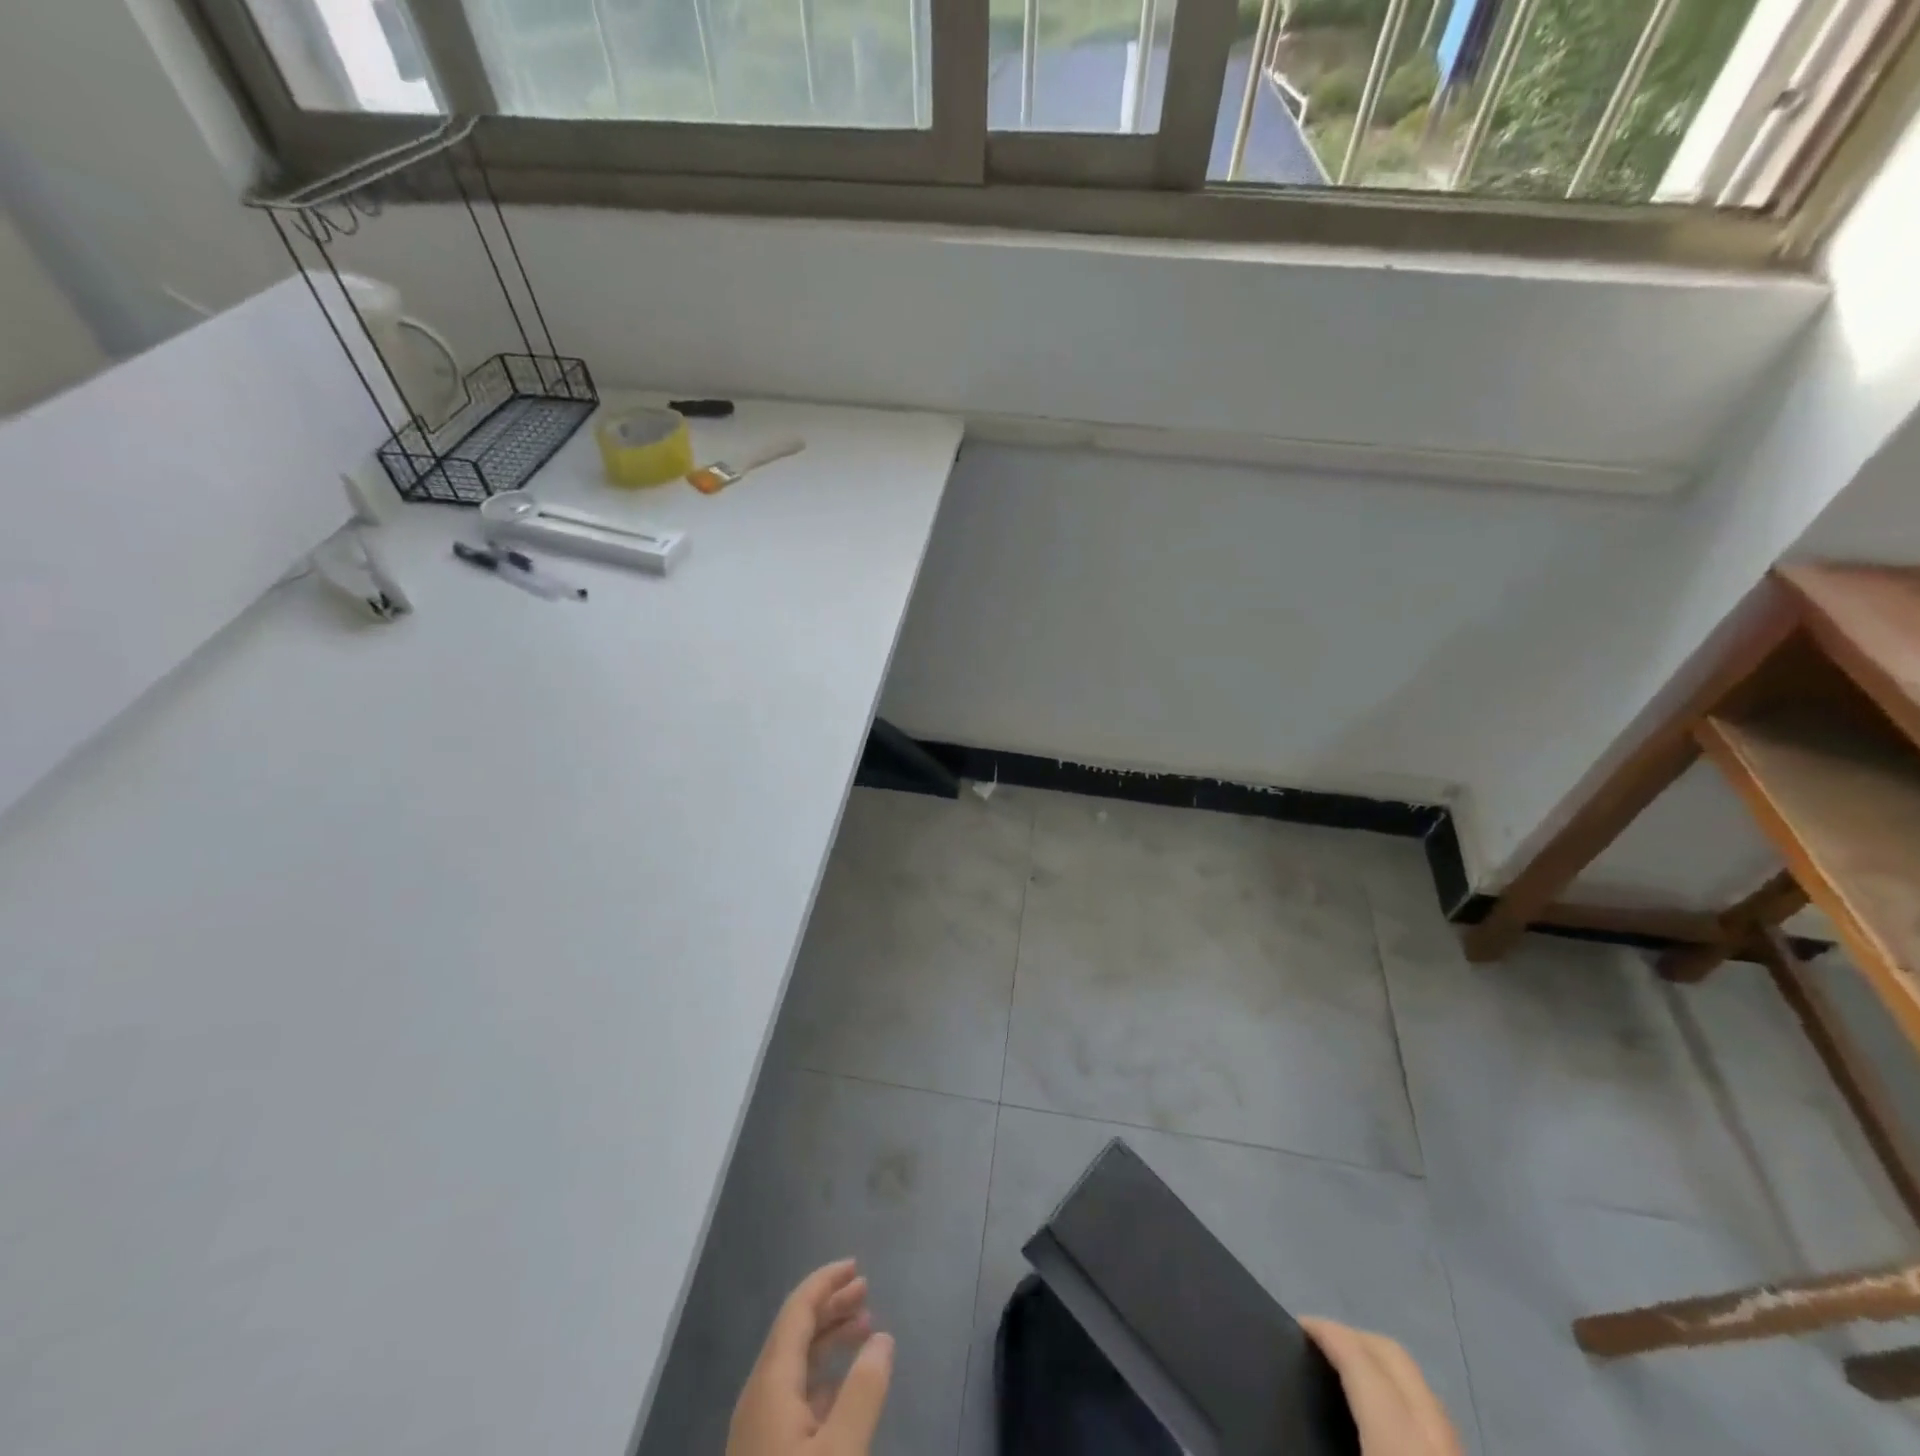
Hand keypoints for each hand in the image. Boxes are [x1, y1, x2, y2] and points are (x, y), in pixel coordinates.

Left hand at [728, 1260, 894, 1455]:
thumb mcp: (840, 1451)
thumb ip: (863, 1392)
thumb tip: (883, 1337)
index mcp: (770, 1382)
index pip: (797, 1310)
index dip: (826, 1282)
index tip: (856, 1265)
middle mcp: (758, 1395)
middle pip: (795, 1332)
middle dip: (831, 1305)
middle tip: (866, 1291)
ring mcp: (756, 1427)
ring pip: (795, 1364)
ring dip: (829, 1339)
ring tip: (865, 1330)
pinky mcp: (762, 1452)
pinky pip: (793, 1393)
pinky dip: (822, 1374)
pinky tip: (843, 1386)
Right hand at [1301, 1318, 1462, 1455]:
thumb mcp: (1339, 1455)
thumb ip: (1324, 1429)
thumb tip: (1286, 1407)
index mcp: (1399, 1433)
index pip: (1359, 1355)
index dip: (1325, 1330)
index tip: (1297, 1325)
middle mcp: (1434, 1430)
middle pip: (1394, 1355)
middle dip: (1353, 1336)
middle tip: (1318, 1343)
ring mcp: (1458, 1448)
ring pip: (1419, 1383)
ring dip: (1380, 1365)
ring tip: (1347, 1375)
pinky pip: (1431, 1413)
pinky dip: (1403, 1397)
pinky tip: (1384, 1416)